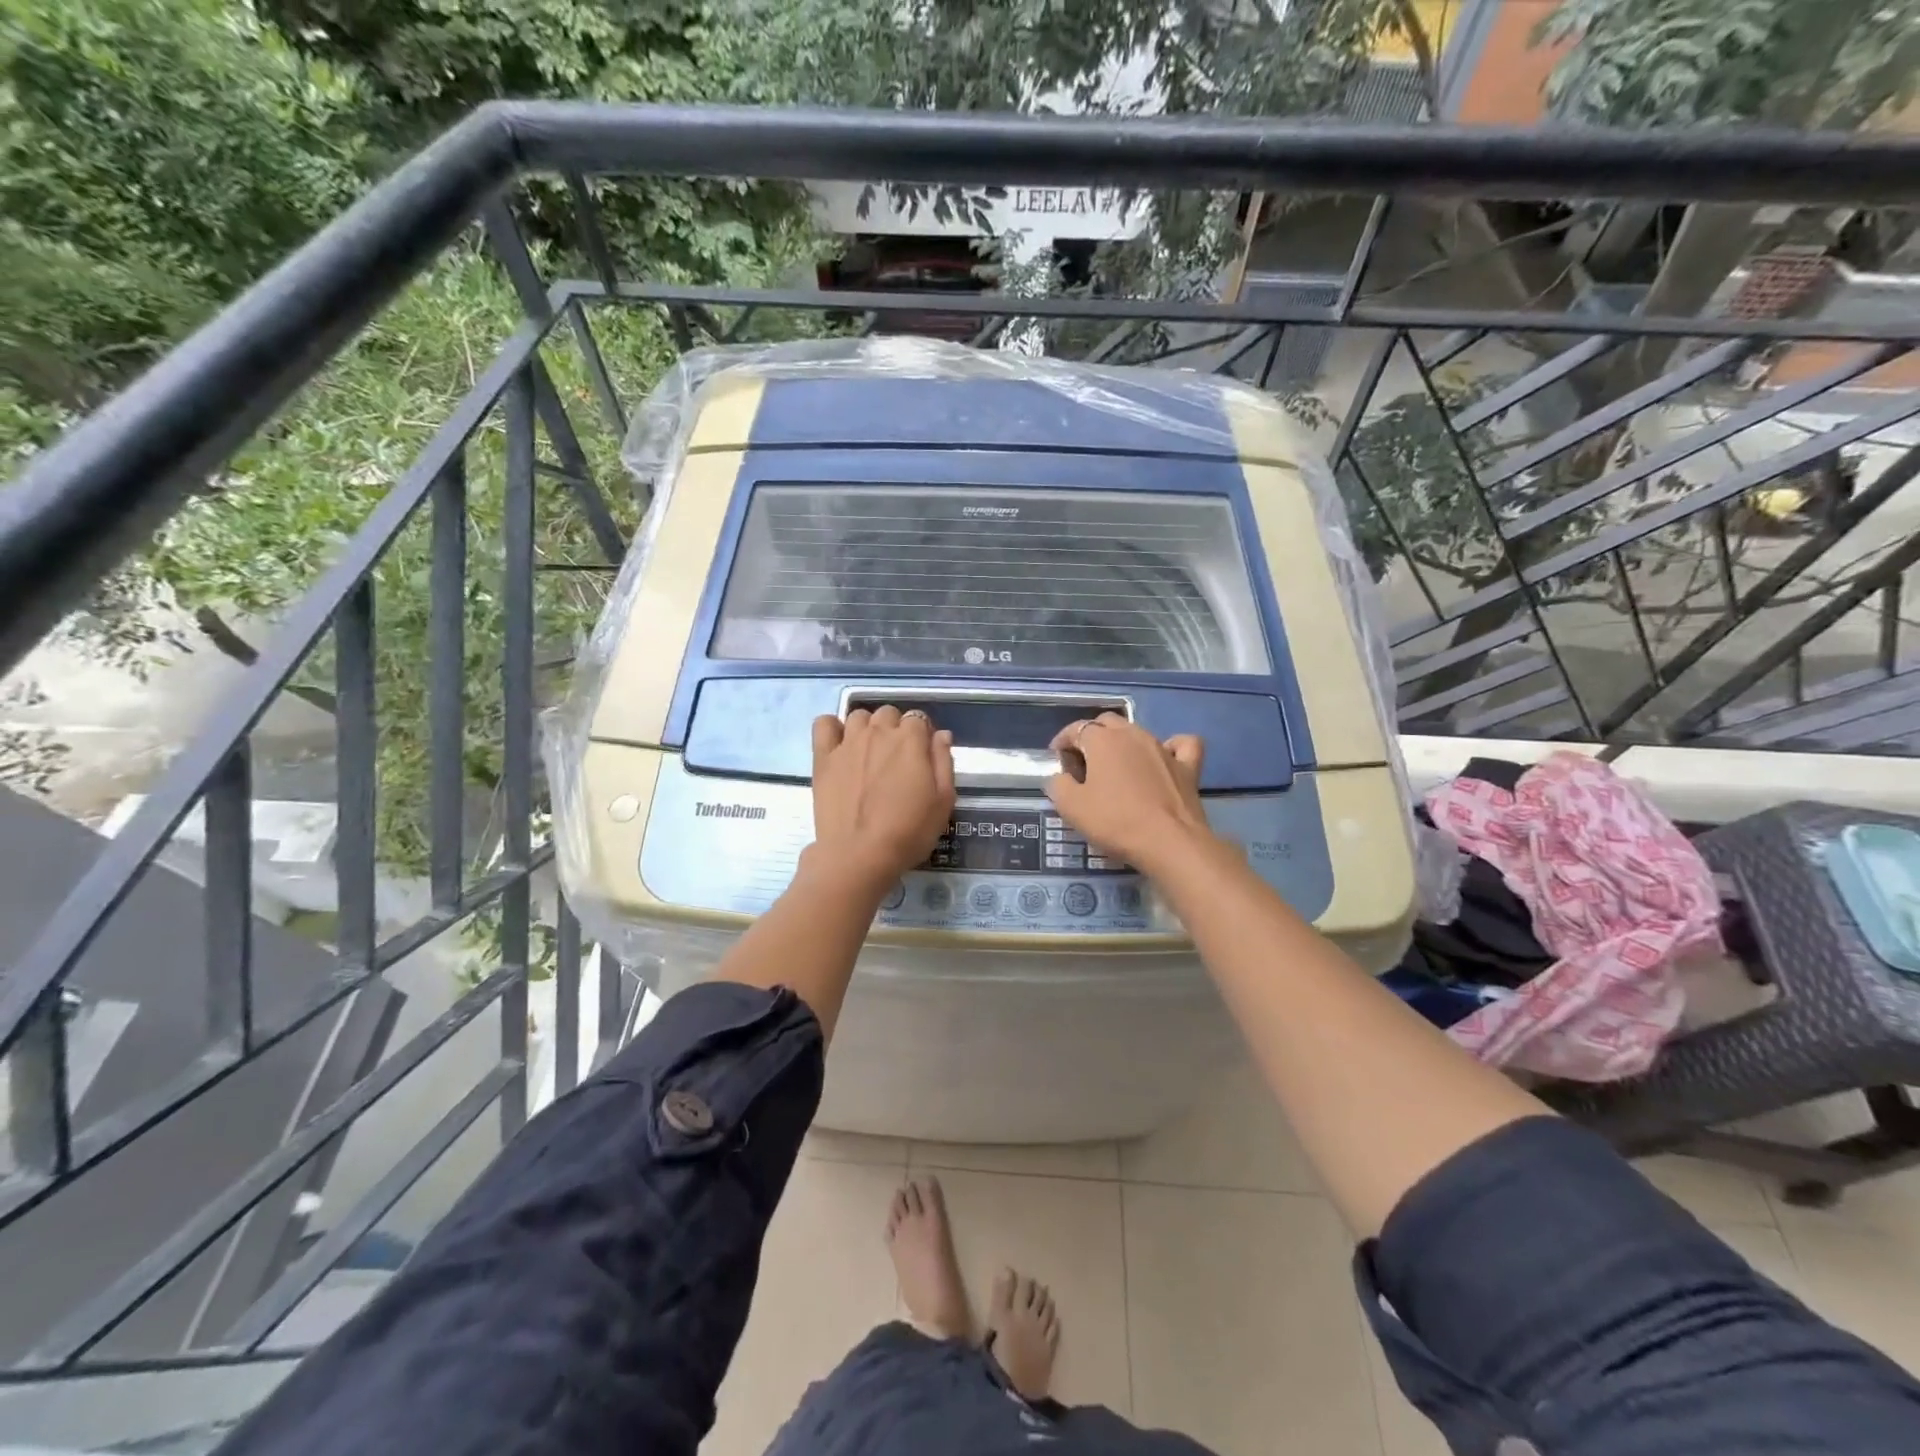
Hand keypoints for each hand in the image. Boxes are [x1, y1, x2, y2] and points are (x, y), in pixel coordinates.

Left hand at [809, 707, 955, 890]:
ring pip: (859, 716)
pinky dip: (832, 727)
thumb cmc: (908, 832)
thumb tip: (941, 734)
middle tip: (897, 759)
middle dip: (895, 729)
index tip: (922, 757)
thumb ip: (943, 762)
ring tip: (869, 753)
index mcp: (910, 740)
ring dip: (868, 727)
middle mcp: (878, 732)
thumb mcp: (943, 801)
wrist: (859, 855)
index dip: (922, 735)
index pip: (918, 719)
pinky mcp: (823, 757)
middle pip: (888, 714)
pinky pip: (824, 724)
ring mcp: (847, 743)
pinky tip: (840, 745)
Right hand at [1045, 714, 1212, 872]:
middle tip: (1083, 762)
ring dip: (1123, 743)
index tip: (1057, 759)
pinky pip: (1181, 745)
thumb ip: (1058, 785)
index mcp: (1102, 740)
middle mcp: (1133, 734)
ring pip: (1138, 732)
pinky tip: (1164, 758)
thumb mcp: (1071, 807)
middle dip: (1091, 736)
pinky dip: (1171, 747)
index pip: (1076, 729)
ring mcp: (1163, 748)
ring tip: (1116, 767)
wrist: (1169, 842)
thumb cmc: (1115, 821)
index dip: (1063, 741)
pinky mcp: (1188, 766)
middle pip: (1107, 723)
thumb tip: (1061, 777)